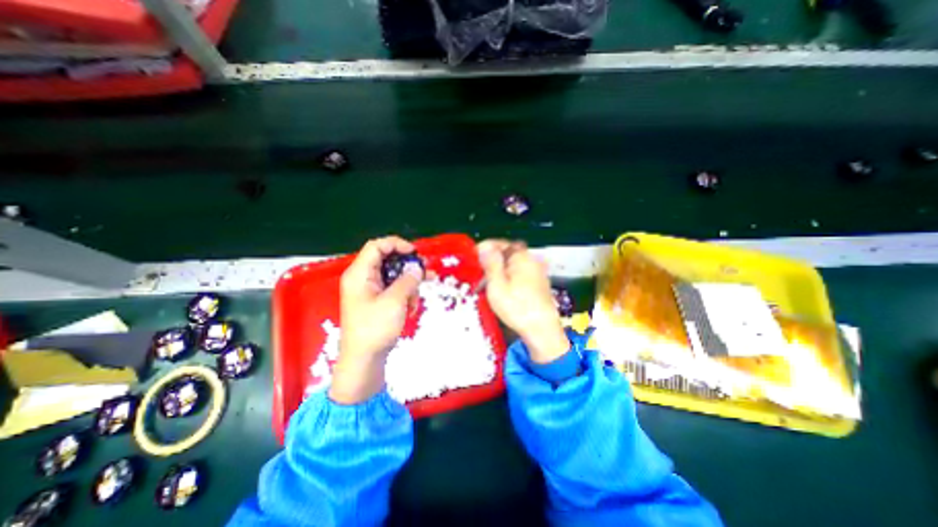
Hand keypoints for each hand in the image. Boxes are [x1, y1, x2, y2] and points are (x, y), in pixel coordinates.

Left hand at [328, 236, 421, 404]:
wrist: (364, 360)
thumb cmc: (375, 328)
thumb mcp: (395, 301)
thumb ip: (408, 280)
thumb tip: (417, 268)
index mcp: (360, 274)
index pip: (377, 246)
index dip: (397, 244)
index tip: (415, 253)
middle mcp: (363, 278)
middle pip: (387, 260)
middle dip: (408, 267)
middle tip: (425, 272)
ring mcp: (369, 290)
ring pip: (394, 276)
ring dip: (409, 285)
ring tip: (416, 299)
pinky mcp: (376, 301)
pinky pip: (393, 289)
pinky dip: (404, 296)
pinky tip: (410, 309)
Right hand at [480, 241, 567, 363]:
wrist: (542, 330)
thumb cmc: (518, 308)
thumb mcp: (497, 284)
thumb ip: (491, 263)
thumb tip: (484, 246)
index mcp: (521, 257)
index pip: (500, 243)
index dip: (485, 247)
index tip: (475, 255)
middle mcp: (531, 261)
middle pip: (507, 253)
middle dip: (492, 259)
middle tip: (479, 269)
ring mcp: (537, 273)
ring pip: (513, 264)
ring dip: (500, 269)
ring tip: (487, 282)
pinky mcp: (538, 284)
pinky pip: (520, 274)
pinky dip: (509, 277)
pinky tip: (502, 289)